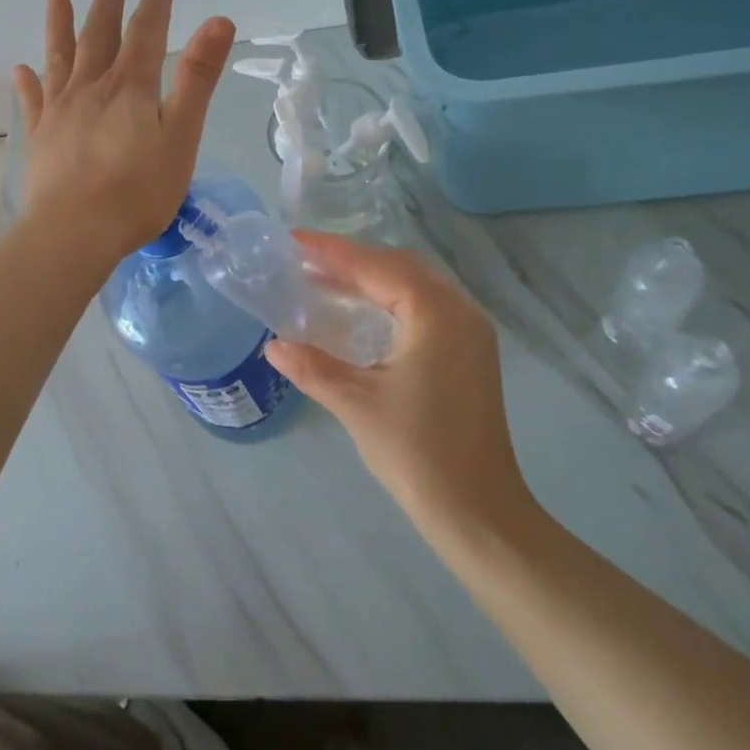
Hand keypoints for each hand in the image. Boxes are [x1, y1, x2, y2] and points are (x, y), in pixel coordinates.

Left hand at [14, 0, 234, 261]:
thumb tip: (218, 20)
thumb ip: (197, 78)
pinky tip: (21, 69)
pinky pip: (33, 102)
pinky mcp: (41, 139)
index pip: (146, 32)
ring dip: (60, 26)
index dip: (155, 0)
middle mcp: (91, 88)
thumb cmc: (138, 190)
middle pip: (100, 36)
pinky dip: (28, 83)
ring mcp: (60, 112)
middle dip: (109, 3)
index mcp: (130, 87)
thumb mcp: (181, 134)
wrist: (75, 232)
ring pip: (61, 59)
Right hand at [265, 233, 539, 541]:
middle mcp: (459, 310)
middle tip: (306, 260)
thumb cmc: (416, 452)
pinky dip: (393, 296)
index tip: (293, 240)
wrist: (477, 509)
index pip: (375, 267)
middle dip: (352, 258)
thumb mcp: (355, 404)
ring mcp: (471, 330)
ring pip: (417, 282)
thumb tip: (272, 345)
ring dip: (374, 276)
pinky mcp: (471, 350)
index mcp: (434, 313)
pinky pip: (428, 303)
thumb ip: (312, 367)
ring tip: (328, 279)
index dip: (331, 251)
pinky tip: (366, 310)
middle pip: (399, 265)